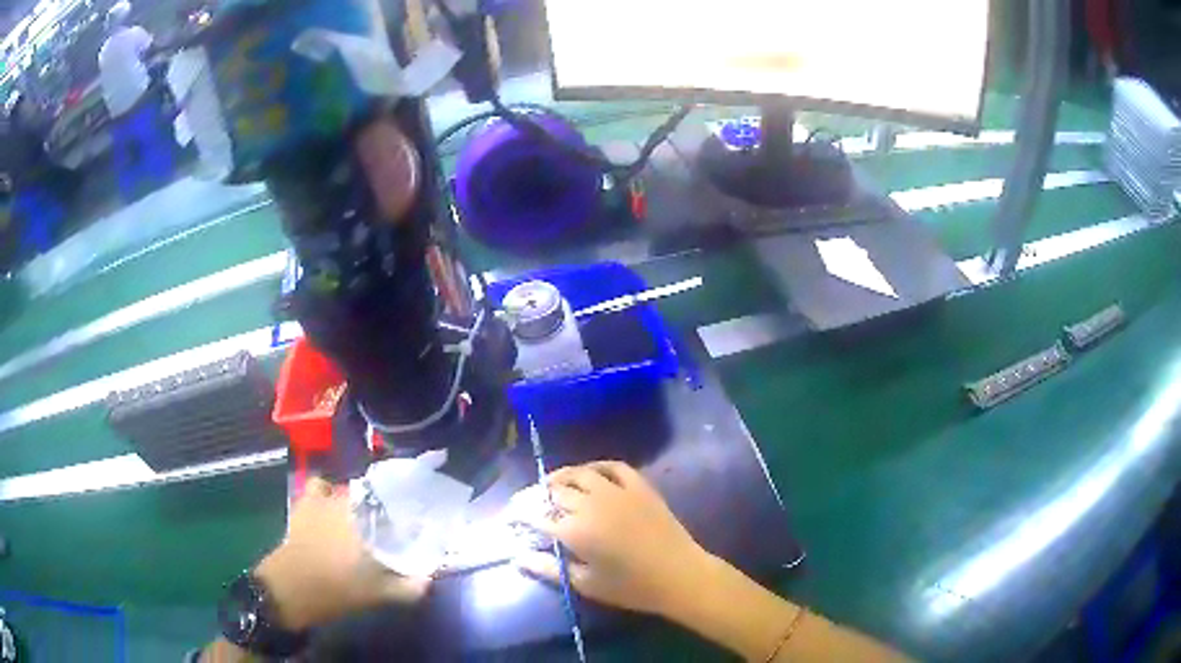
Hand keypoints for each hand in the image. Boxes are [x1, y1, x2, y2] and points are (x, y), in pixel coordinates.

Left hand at [256, 476, 430, 629]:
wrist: (290, 589)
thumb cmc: (336, 588)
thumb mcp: (379, 594)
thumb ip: (409, 587)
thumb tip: (430, 578)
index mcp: (365, 517)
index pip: (393, 496)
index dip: (407, 504)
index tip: (415, 519)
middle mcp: (344, 500)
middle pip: (371, 492)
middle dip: (384, 503)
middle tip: (393, 523)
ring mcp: (320, 500)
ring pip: (347, 489)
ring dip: (357, 498)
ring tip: (365, 514)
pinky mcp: (303, 506)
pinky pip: (319, 488)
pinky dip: (327, 491)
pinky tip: (333, 506)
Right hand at [516, 461, 710, 615]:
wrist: (679, 575)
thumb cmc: (630, 587)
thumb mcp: (585, 584)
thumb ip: (549, 568)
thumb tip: (519, 557)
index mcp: (575, 530)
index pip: (536, 516)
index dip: (519, 514)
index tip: (510, 516)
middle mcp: (591, 503)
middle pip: (554, 492)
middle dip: (536, 496)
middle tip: (529, 503)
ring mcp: (617, 490)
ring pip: (579, 473)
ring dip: (560, 478)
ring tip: (551, 485)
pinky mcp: (639, 486)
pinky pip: (612, 466)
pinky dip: (595, 467)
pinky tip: (589, 474)